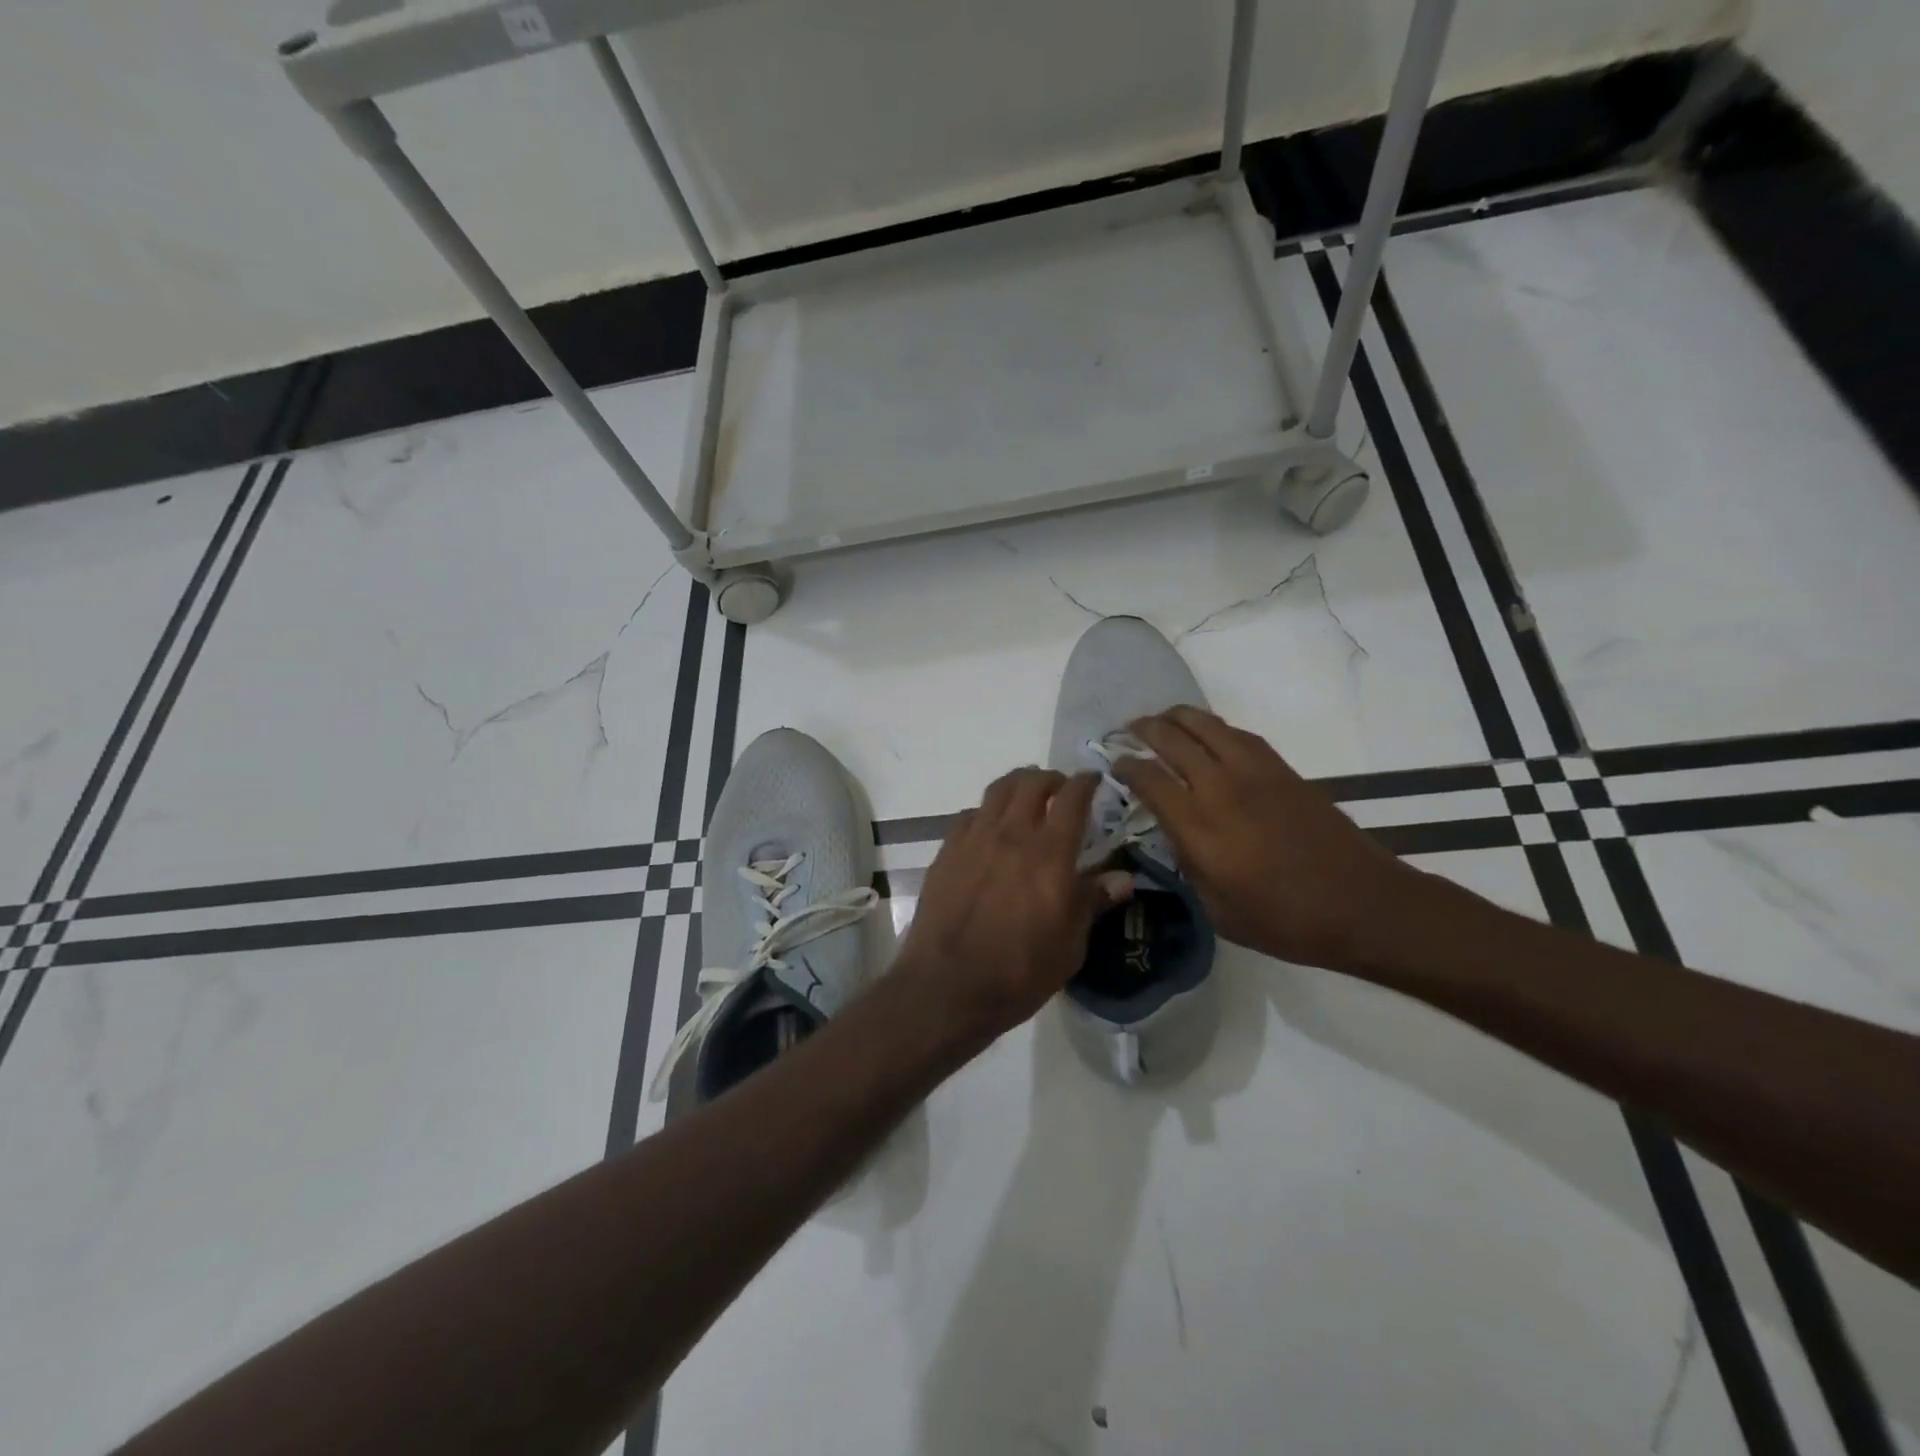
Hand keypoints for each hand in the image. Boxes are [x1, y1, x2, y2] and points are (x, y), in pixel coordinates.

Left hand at [897, 768, 1132, 1044]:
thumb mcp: (1070, 945)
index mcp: (1050, 853)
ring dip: (1017, 785)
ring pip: (997, 791)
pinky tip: (989, 828)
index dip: (1085, 782)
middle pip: (1031, 783)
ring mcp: (974, 840)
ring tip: (1026, 795)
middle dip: (1051, 778)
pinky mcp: (947, 852)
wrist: (948, 986)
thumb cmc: (1019, 971)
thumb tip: (1123, 878)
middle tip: (1060, 789)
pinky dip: (986, 812)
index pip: (1072, 798)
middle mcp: (1012, 834)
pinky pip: (969, 815)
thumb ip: (1092, 902)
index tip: (1093, 780)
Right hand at [1116, 707, 1416, 971]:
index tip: (1115, 764)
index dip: (1126, 766)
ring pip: (1206, 725)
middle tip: (1129, 730)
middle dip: (1144, 729)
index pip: (1150, 779)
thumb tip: (1174, 834)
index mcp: (1200, 829)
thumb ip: (1188, 867)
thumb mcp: (1219, 911)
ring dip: (1177, 717)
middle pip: (1173, 740)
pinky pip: (1239, 734)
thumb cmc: (1286, 920)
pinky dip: (1214, 727)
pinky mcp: (1283, 770)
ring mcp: (1256, 773)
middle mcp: (1222, 790)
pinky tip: (1208, 735)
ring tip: (1162, 720)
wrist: (1363, 904)